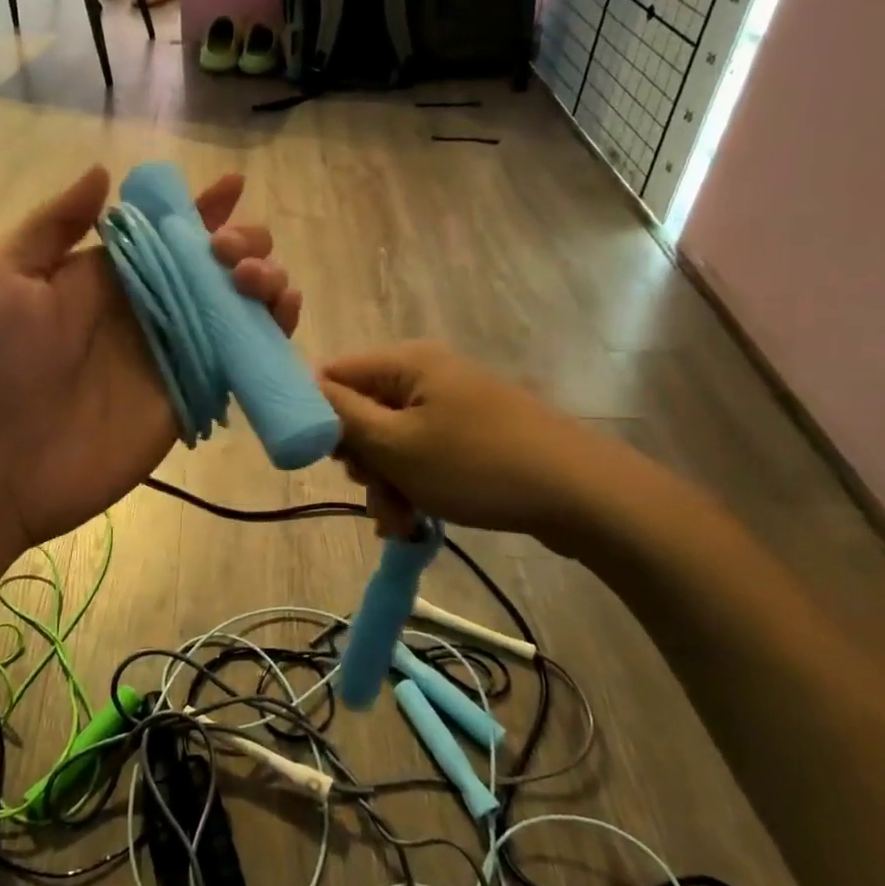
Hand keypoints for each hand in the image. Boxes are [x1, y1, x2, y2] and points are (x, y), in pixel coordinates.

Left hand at [0, 166, 299, 550]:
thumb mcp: (2, 277)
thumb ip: (54, 223)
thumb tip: (105, 172)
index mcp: (110, 274)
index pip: (168, 231)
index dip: (203, 207)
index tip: (233, 184)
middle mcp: (150, 308)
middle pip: (215, 264)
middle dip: (241, 243)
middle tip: (229, 256)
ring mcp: (176, 352)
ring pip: (238, 306)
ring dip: (264, 281)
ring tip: (257, 282)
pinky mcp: (192, 395)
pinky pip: (241, 359)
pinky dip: (271, 335)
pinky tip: (283, 315)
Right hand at [319, 341, 646, 561]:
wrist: (580, 494)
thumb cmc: (477, 465)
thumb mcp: (397, 445)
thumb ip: (342, 417)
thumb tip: (303, 390)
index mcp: (406, 363)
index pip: (334, 375)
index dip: (318, 415)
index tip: (324, 459)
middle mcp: (426, 375)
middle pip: (361, 413)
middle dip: (361, 462)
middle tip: (375, 494)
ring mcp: (451, 405)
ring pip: (391, 442)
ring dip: (386, 484)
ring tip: (402, 522)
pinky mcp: (471, 434)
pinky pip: (422, 455)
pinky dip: (413, 486)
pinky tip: (418, 522)